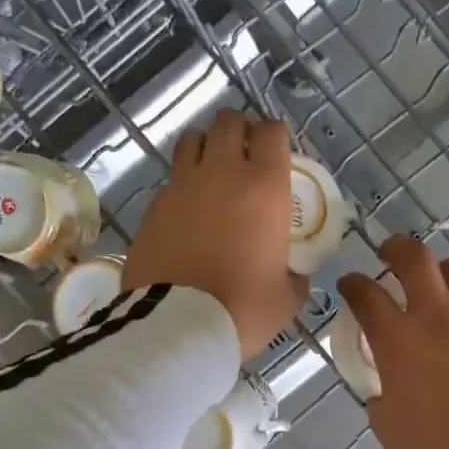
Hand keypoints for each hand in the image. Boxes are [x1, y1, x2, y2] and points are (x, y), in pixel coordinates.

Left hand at [123, 109, 308, 357]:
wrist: (177, 326)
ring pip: (192, 140)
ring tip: (211, 173)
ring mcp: (182, 186)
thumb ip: (295, 277)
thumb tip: (295, 274)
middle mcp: (222, 173)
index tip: (277, 153)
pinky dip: (181, 185)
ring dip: (205, 148)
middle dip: (239, 131)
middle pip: (229, 122)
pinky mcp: (152, 207)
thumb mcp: (286, 299)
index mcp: (264, 187)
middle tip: (245, 156)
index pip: (272, 132)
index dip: (276, 136)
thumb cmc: (243, 310)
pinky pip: (170, 180)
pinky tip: (186, 211)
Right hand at [338, 237, 448, 448]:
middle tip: (391, 254)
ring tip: (443, 280)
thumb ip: (382, 396)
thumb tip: (388, 386)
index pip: (367, 296)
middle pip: (415, 259)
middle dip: (397, 250)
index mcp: (399, 340)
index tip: (351, 285)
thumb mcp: (388, 427)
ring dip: (446, 270)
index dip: (354, 285)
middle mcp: (439, 317)